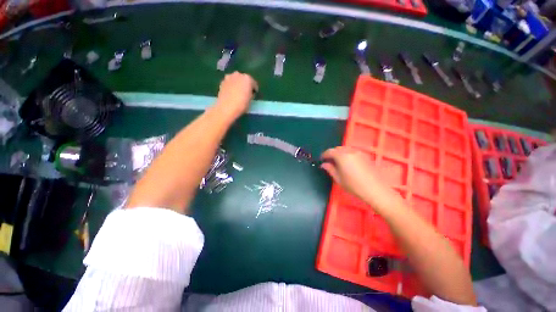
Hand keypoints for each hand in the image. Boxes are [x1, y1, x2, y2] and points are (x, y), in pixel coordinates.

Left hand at [215, 72, 257, 118]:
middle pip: (244, 79)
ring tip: (238, 92)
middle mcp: (238, 75)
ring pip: (236, 79)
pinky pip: (230, 82)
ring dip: (238, 84)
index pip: (253, 83)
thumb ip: (251, 93)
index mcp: (248, 78)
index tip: (254, 94)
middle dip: (245, 85)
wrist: (226, 108)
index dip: (254, 89)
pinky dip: (231, 86)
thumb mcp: (250, 100)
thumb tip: (249, 92)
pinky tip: (231, 93)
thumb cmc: (241, 104)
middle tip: (246, 93)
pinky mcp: (222, 82)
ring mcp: (229, 77)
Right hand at [320, 147, 402, 210]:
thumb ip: (330, 169)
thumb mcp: (338, 178)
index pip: (329, 151)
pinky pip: (352, 151)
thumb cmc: (353, 185)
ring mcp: (358, 152)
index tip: (321, 159)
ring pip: (345, 149)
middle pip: (337, 148)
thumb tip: (323, 164)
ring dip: (339, 153)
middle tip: (328, 161)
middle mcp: (350, 151)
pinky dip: (347, 154)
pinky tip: (347, 162)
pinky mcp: (365, 156)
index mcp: (342, 156)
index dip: (324, 155)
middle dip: (331, 153)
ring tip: (337, 161)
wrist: (375, 189)